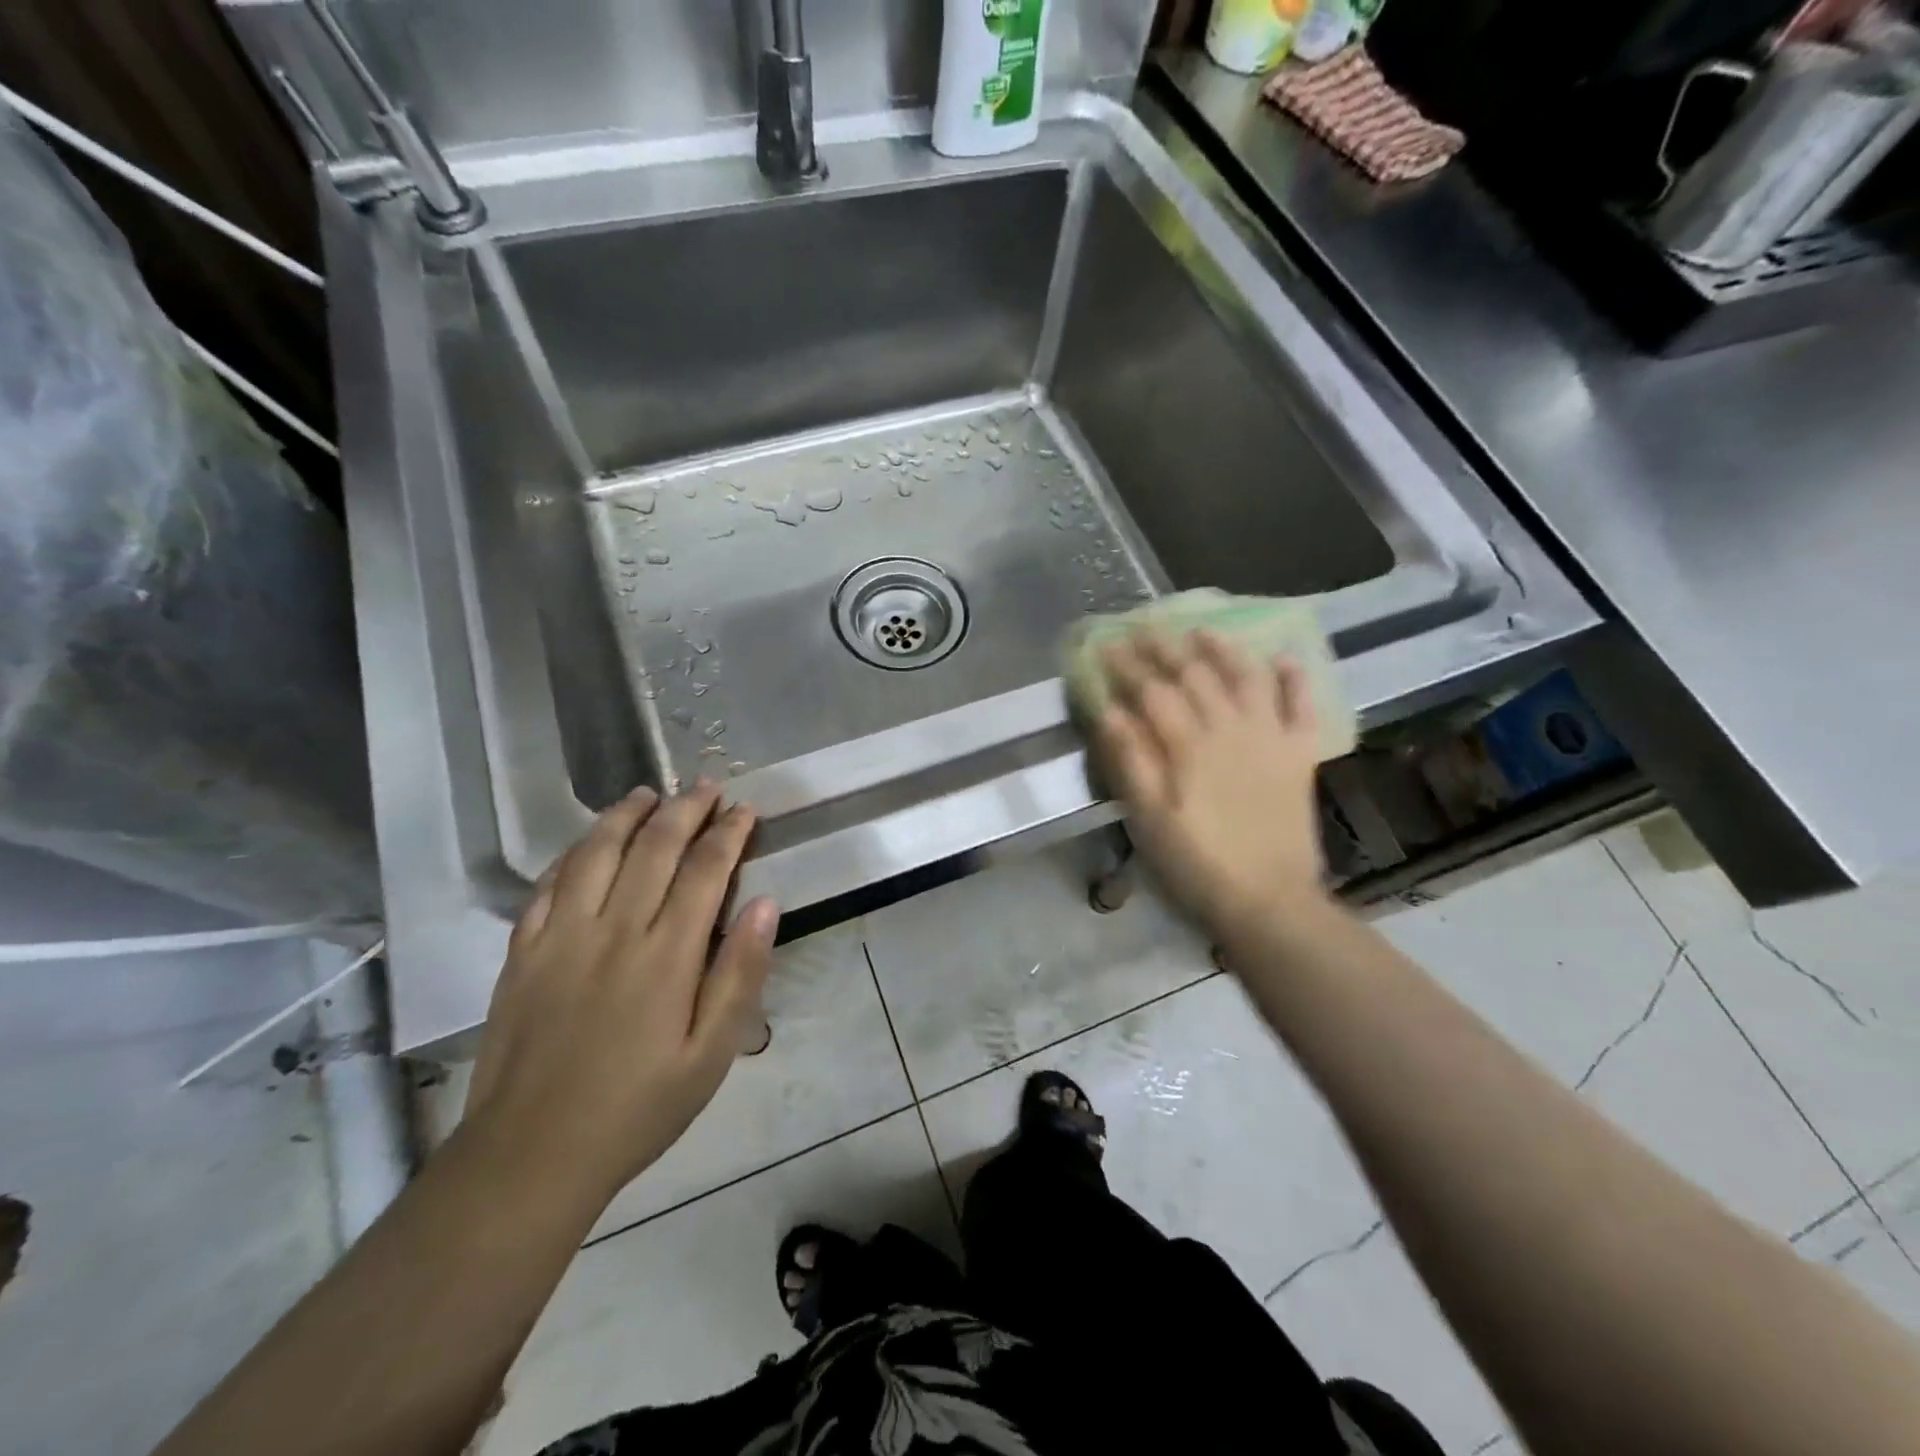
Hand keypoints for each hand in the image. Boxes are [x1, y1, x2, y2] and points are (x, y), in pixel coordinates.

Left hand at [463, 781, 778, 1206]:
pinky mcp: (522, 951)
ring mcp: (561, 936)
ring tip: (649, 793)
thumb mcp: (711, 1054)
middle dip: (686, 809)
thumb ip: (740, 974)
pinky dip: (574, 851)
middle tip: (706, 786)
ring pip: (597, 851)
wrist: (530, 1156)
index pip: (705, 869)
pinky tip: (587, 842)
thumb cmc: (637, 1107)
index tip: (745, 810)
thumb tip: (766, 904)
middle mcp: (614, 929)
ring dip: (627, 814)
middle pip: (654, 847)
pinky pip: (549, 883)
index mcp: (667, 955)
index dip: (729, 833)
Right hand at [1091, 631, 1328, 940]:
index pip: (1153, 691)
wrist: (1268, 901)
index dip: (1128, 665)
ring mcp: (1270, 738)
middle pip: (1195, 675)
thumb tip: (1111, 711)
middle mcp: (1230, 728)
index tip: (1108, 642)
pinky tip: (1283, 659)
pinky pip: (1302, 707)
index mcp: (1188, 745)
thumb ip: (1131, 761)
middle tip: (1146, 625)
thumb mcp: (1148, 818)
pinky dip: (1294, 680)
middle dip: (1166, 647)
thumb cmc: (1197, 863)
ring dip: (1224, 650)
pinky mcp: (1300, 755)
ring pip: (1247, 678)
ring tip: (1204, 631)